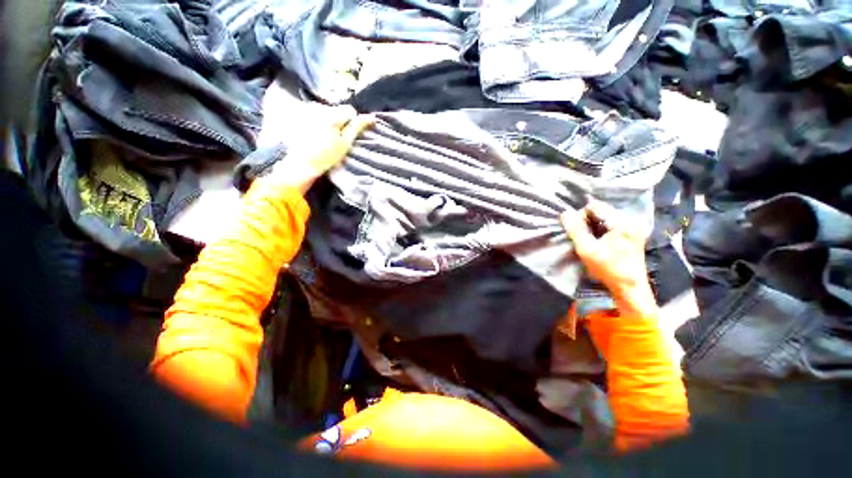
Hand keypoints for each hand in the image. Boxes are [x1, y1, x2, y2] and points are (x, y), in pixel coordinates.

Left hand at [268, 106, 374, 192]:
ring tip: (325, 137)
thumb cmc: (327, 156)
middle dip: (340, 121)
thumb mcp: (346, 143)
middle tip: (335, 138)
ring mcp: (307, 109)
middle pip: (337, 109)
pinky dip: (319, 122)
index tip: (347, 136)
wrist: (303, 163)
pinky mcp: (300, 113)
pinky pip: (317, 113)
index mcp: (331, 114)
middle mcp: (318, 107)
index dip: (352, 123)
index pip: (350, 110)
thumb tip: (371, 117)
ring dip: (330, 121)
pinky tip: (316, 134)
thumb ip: (357, 127)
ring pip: (327, 111)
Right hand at [560, 199, 654, 314]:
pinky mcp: (633, 233)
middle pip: (602, 209)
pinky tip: (599, 240)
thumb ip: (575, 230)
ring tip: (589, 239)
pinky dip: (602, 228)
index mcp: (622, 223)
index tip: (576, 231)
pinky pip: (612, 223)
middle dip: (587, 220)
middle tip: (582, 236)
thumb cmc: (608, 269)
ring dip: (594, 224)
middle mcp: (631, 220)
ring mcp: (634, 226)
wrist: (630, 288)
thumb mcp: (586, 249)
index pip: (595, 206)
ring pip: (606, 216)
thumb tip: (565, 213)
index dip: (581, 215)